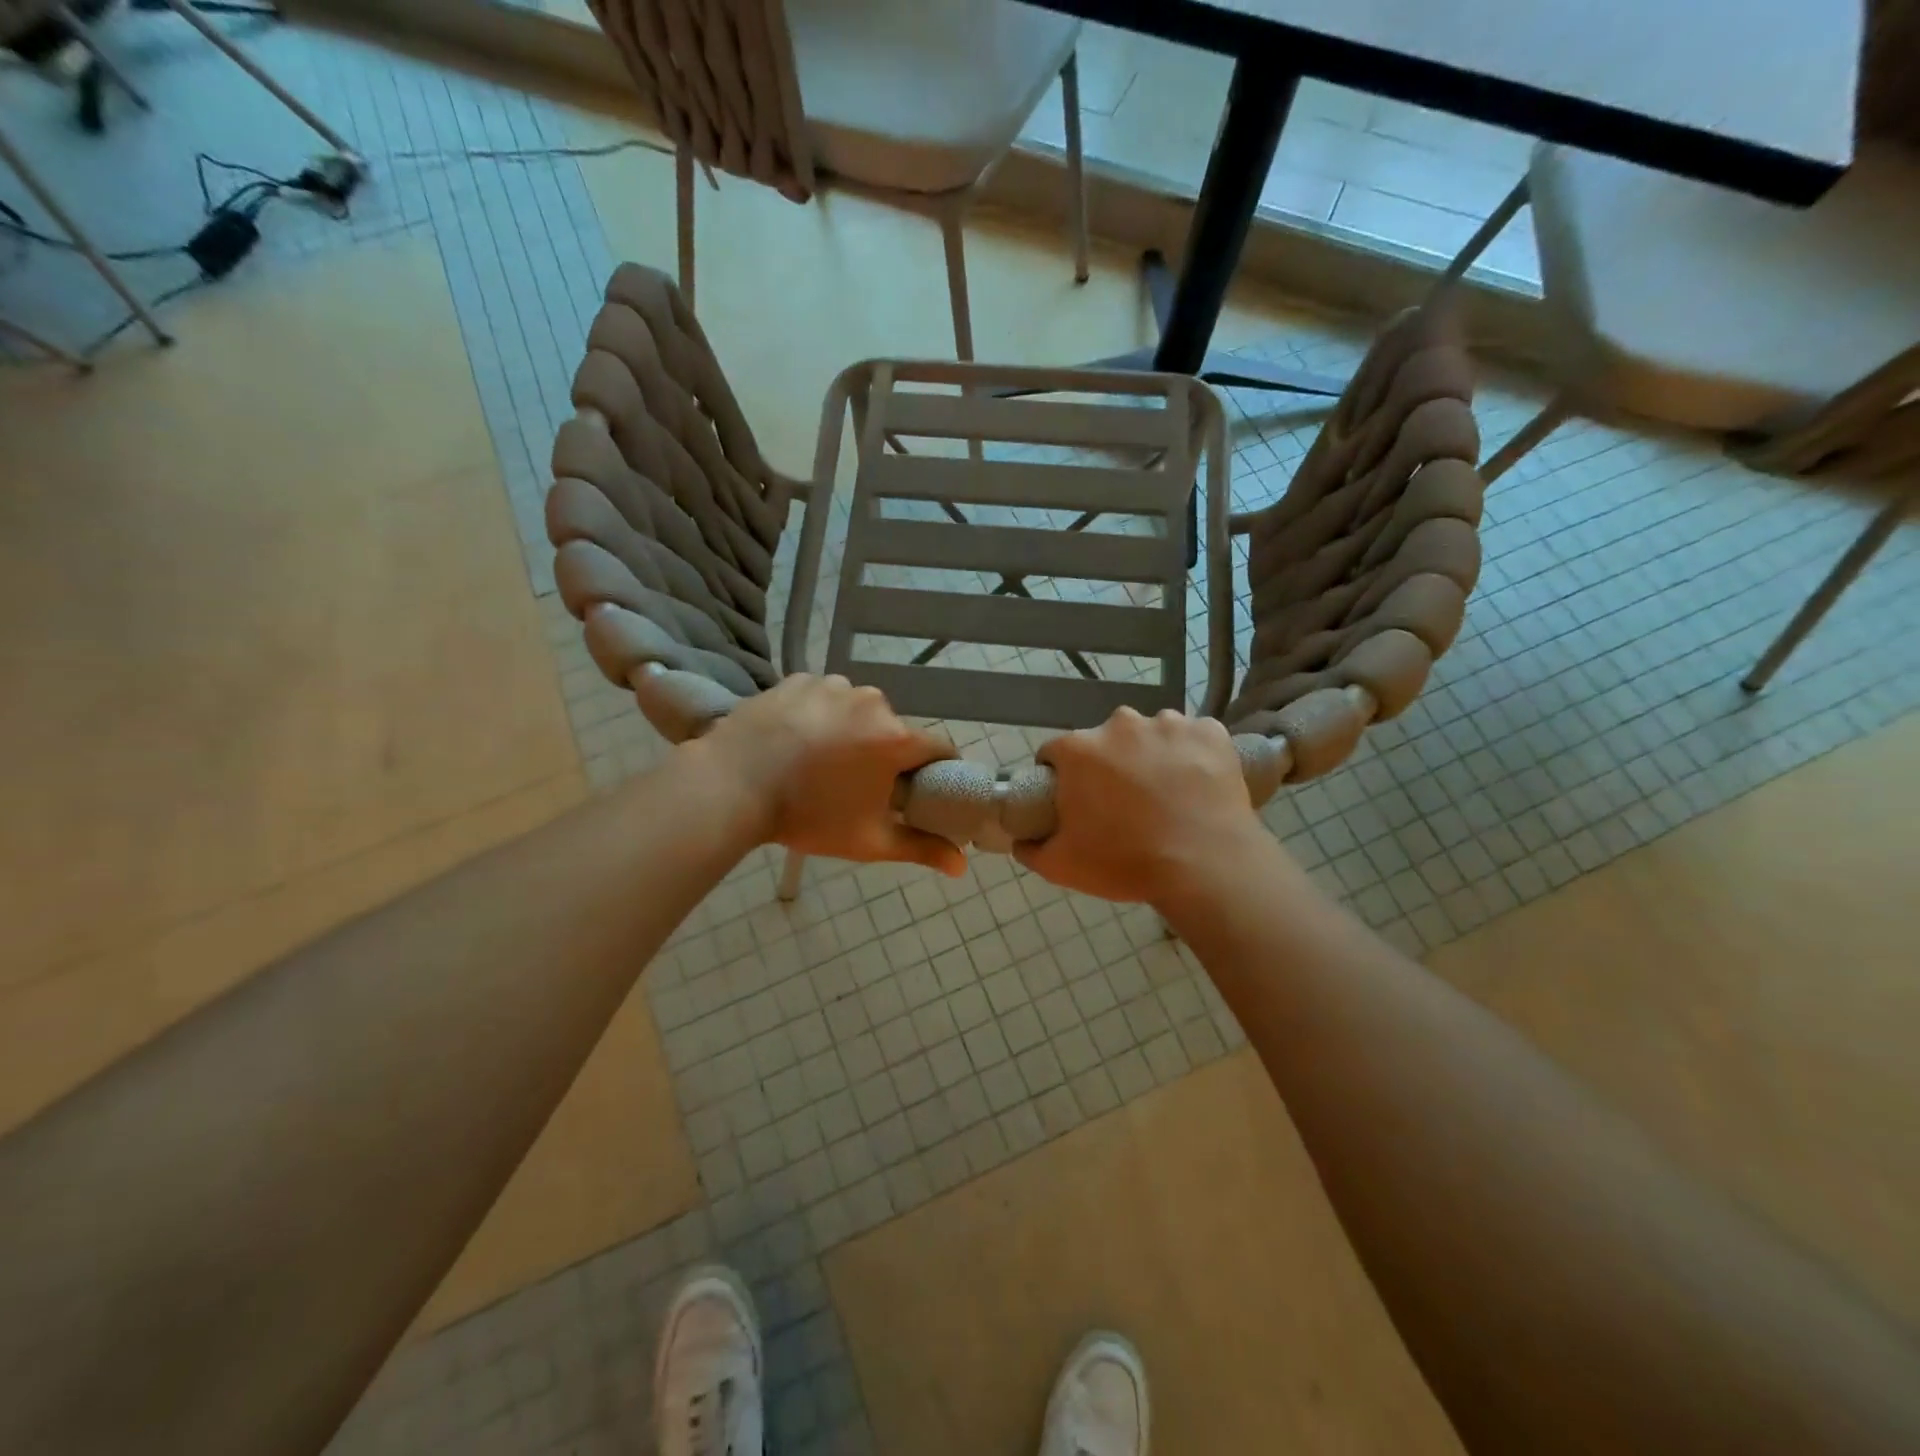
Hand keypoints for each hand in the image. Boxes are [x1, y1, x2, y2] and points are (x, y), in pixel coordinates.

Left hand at [698, 675, 965, 875]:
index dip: (937, 769)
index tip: (922, 788)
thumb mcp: (868, 840)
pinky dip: (819, 714)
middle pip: (894, 729)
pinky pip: (823, 697)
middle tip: (859, 784)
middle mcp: (871, 701)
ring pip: (858, 710)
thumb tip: (961, 867)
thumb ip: (920, 849)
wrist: (730, 786)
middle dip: (885, 753)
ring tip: (820, 761)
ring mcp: (832, 685)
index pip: (939, 747)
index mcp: (895, 737)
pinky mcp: (798, 679)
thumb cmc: (807, 816)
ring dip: (851, 731)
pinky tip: (796, 739)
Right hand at [1015, 707, 1273, 908]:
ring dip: (1151, 756)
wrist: (1205, 867)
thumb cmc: (1126, 863)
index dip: (1060, 777)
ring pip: (1151, 735)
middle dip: (1108, 764)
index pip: (1055, 753)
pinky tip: (1198, 784)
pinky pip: (1194, 737)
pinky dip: (1193, 754)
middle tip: (1123, 804)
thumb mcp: (1061, 866)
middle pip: (1105, 741)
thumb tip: (1020, 839)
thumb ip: (1030, 848)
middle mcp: (1121, 724)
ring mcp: (1170, 724)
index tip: (1074, 801)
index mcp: (1079, 749)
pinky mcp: (1211, 732)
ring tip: (1166, 795)